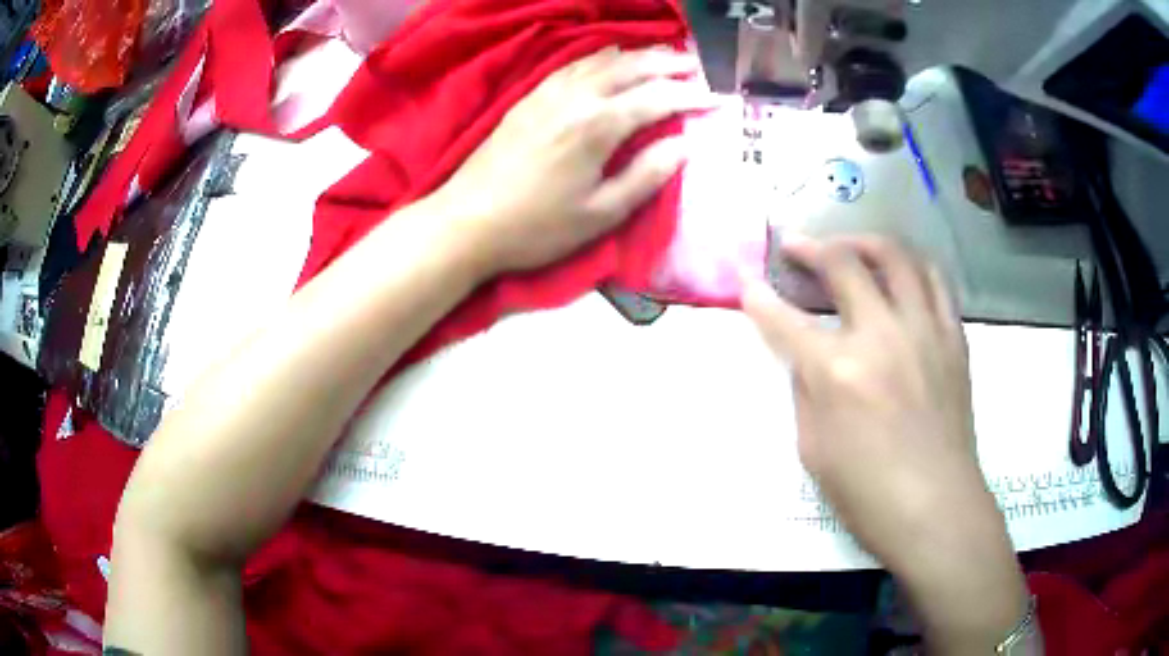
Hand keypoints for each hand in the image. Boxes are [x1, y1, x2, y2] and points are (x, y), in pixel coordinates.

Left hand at [431, 46, 715, 275]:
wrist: (467, 222)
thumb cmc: (537, 227)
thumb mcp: (600, 214)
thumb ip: (645, 176)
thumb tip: (684, 146)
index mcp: (598, 125)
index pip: (656, 99)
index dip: (689, 97)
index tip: (716, 98)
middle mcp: (576, 98)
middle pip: (630, 68)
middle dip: (667, 64)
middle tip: (695, 64)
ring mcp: (548, 93)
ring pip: (600, 60)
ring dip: (635, 55)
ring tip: (661, 55)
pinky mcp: (528, 98)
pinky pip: (572, 66)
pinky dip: (599, 58)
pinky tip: (607, 59)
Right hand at [742, 236, 1029, 651]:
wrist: (936, 506)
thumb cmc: (867, 492)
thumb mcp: (813, 450)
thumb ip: (807, 391)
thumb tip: (809, 356)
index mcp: (838, 371)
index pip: (786, 320)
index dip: (759, 300)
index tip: (748, 285)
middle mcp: (882, 334)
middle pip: (843, 263)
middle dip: (810, 247)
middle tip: (796, 246)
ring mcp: (923, 329)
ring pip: (896, 256)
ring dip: (866, 242)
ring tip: (851, 249)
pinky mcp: (952, 336)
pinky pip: (935, 281)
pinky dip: (911, 268)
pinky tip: (901, 277)